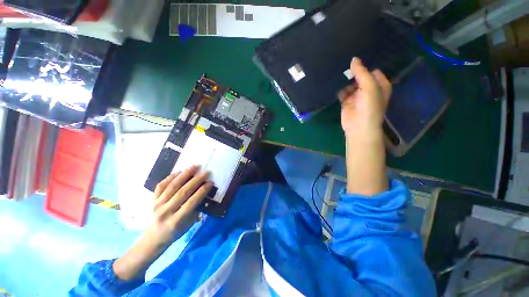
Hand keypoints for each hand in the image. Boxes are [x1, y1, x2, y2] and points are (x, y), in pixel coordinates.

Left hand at [113, 165, 211, 280]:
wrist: (154, 237)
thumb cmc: (176, 231)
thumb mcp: (189, 224)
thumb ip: (196, 208)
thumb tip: (203, 192)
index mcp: (176, 220)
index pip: (191, 202)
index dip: (202, 191)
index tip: (210, 182)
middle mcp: (165, 211)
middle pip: (183, 192)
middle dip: (196, 180)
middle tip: (205, 172)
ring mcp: (157, 204)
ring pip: (172, 186)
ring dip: (185, 174)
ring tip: (194, 166)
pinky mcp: (152, 200)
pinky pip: (161, 185)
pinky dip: (171, 177)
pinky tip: (180, 171)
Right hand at [338, 57, 391, 139]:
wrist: (358, 127)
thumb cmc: (369, 106)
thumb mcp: (369, 87)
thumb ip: (362, 73)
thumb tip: (354, 59)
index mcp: (380, 85)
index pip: (372, 71)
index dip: (365, 67)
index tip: (355, 63)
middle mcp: (369, 89)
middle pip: (360, 77)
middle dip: (353, 73)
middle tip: (344, 67)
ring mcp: (357, 95)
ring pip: (350, 84)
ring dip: (345, 82)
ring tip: (338, 76)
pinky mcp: (347, 101)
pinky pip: (343, 92)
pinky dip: (340, 90)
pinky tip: (336, 86)